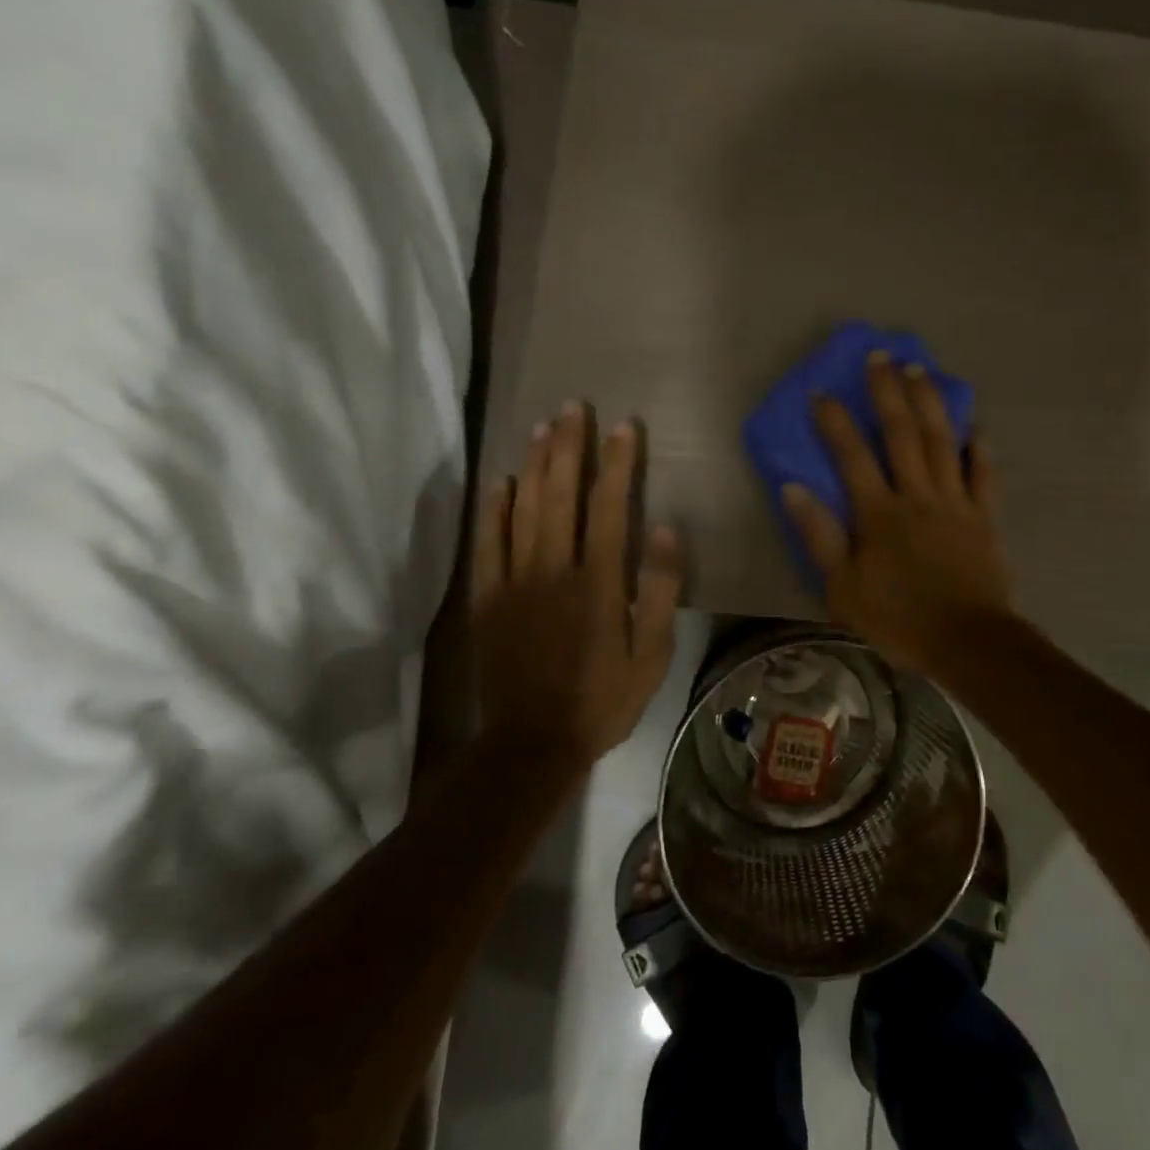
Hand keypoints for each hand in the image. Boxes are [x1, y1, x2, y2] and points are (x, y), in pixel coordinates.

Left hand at [472, 402, 683, 767]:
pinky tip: (499, 481)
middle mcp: (553, 570)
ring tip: (542, 428)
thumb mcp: (652, 655)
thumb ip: (658, 590)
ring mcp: (514, 582)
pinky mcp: (486, 599)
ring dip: (533, 465)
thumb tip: (662, 528)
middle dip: (568, 447)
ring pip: (522, 509)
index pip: (608, 507)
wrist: (533, 742)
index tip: (624, 427)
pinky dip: (492, 509)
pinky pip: (486, 543)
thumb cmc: (603, 699)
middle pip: (560, 495)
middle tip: (573, 408)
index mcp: (598, 583)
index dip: (617, 463)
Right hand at [780, 352, 1013, 680]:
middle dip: (888, 393)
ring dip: (930, 404)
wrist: (967, 642)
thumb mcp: (842, 587)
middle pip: (902, 434)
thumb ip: (819, 535)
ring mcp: (956, 503)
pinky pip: (984, 475)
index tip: (822, 392)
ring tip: (920, 371)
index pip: (852, 456)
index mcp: (879, 514)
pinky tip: (975, 426)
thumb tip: (794, 488)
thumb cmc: (898, 619)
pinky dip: (979, 448)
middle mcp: (917, 496)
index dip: (835, 422)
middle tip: (882, 357)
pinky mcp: (985, 518)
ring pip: (942, 443)